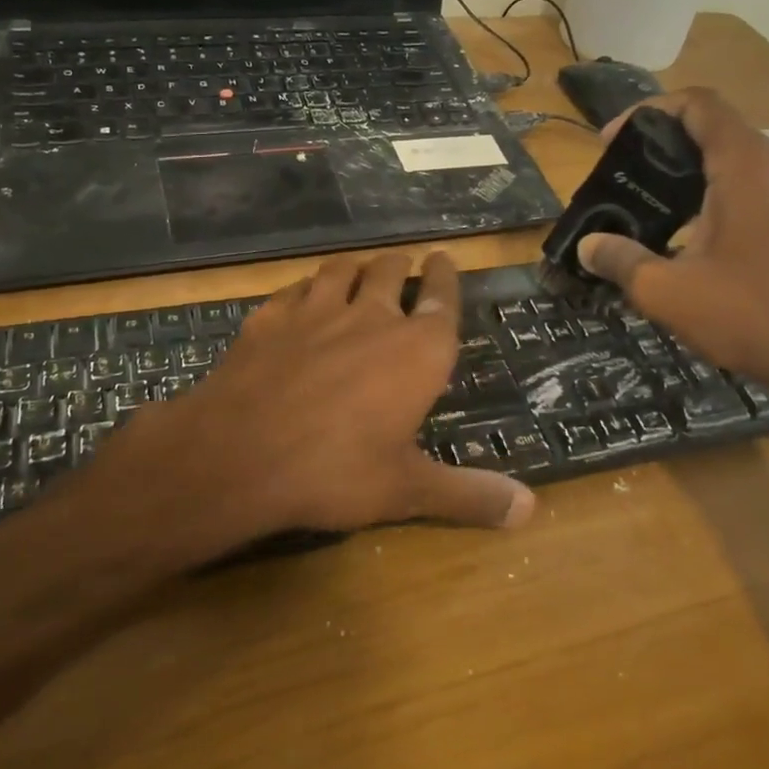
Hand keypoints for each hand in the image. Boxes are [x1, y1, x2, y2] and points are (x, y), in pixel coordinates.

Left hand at [97, 251, 533, 555]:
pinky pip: (296, 288)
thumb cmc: (335, 471)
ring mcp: (316, 311)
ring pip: (343, 270)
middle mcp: (372, 317)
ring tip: (360, 269)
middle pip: (392, 271)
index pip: (442, 297)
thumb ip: (468, 495)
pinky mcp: (270, 317)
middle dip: (401, 265)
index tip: (444, 258)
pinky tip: (303, 296)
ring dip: (356, 266)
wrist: (239, 455)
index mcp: (417, 350)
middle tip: (404, 265)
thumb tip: (530, 510)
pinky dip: (307, 287)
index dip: (445, 276)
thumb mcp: (407, 490)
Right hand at [577, 88, 768, 397]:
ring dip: (684, 168)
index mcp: (743, 166)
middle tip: (620, 174)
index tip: (611, 142)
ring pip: (730, 157)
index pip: (698, 104)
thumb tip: (587, 246)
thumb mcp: (665, 290)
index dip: (649, 111)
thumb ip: (620, 260)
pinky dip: (708, 190)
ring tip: (644, 201)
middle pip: (712, 127)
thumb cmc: (746, 314)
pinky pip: (745, 184)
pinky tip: (681, 232)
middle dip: (660, 141)